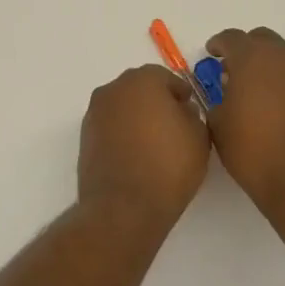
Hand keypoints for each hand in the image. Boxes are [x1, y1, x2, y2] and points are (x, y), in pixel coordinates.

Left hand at [77, 65, 210, 231]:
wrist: (124, 207)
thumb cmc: (168, 166)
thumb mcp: (199, 137)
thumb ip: (193, 115)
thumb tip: (181, 110)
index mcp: (142, 81)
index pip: (165, 77)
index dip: (180, 93)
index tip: (191, 110)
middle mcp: (113, 89)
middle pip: (140, 88)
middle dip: (157, 101)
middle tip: (175, 124)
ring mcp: (95, 113)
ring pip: (122, 106)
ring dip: (137, 116)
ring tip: (155, 143)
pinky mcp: (85, 137)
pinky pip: (110, 125)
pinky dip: (122, 133)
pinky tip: (137, 154)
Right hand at [205, 27, 284, 205]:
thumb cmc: (255, 153)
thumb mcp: (219, 127)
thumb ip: (217, 101)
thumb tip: (225, 95)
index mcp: (253, 59)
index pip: (232, 38)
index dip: (218, 45)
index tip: (211, 54)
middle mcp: (284, 58)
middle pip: (262, 40)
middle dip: (246, 50)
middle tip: (233, 71)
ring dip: (269, 66)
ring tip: (258, 92)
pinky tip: (281, 107)